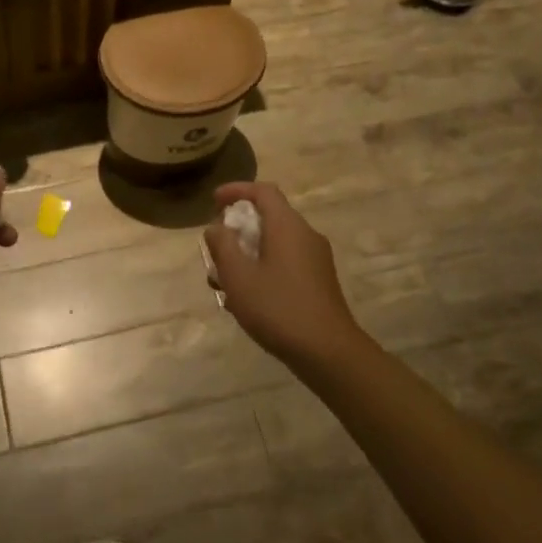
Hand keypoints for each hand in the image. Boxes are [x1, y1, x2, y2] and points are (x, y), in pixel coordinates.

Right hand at [203, 182, 368, 367]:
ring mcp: (315, 259)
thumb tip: (217, 227)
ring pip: (274, 244)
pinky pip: (285, 262)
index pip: (263, 191)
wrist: (328, 352)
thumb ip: (223, 246)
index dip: (236, 190)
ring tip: (222, 282)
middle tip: (215, 249)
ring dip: (246, 254)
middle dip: (237, 230)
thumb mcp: (238, 276)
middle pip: (268, 218)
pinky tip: (245, 299)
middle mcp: (305, 235)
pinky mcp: (318, 281)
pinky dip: (262, 269)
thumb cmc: (278, 308)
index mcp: (287, 226)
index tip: (214, 201)